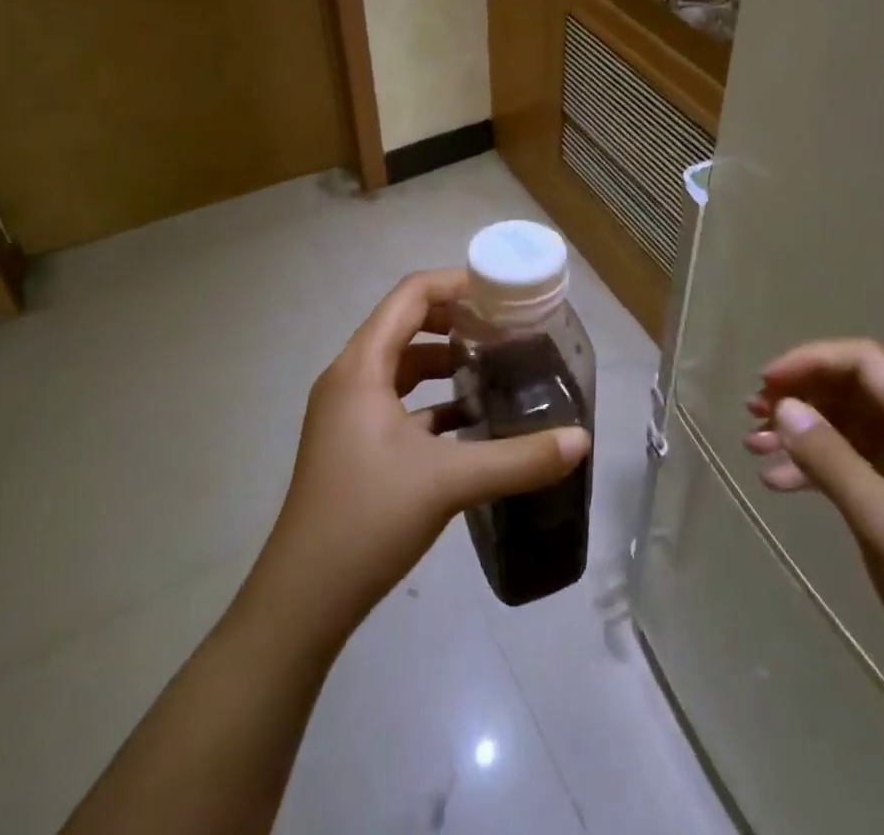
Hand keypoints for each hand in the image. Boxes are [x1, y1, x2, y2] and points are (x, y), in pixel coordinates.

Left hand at [265, 269, 591, 630]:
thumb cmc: (367, 519)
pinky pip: (397, 400)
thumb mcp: (448, 482)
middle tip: (504, 327)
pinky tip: (470, 421)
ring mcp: (347, 413)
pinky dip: (432, 399)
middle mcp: (349, 378)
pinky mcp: (353, 443)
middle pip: (405, 323)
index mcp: (361, 366)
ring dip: (444, 360)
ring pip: (401, 365)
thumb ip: (518, 459)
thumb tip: (581, 440)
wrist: (302, 600)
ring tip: (493, 366)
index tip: (501, 293)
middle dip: (455, 320)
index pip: (410, 296)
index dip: (456, 283)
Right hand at [743, 339, 883, 716]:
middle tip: (752, 412)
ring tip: (754, 446)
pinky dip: (813, 468)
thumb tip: (783, 404)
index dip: (813, 360)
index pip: (867, 363)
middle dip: (801, 395)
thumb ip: (829, 456)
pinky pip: (850, 467)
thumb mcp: (881, 519)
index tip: (767, 381)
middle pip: (854, 392)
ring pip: (847, 429)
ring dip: (801, 432)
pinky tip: (778, 482)